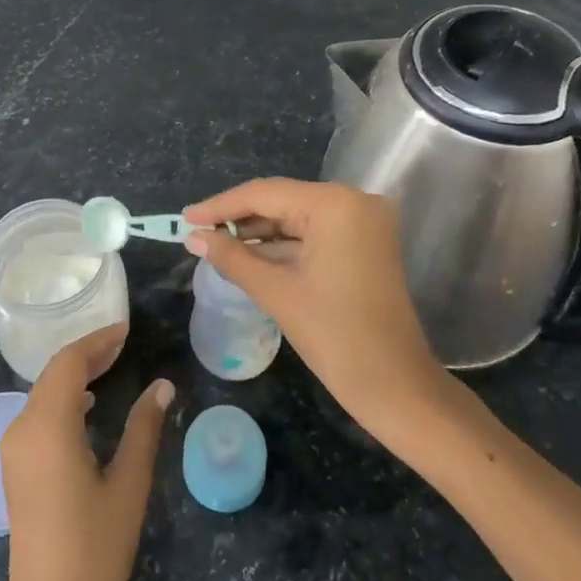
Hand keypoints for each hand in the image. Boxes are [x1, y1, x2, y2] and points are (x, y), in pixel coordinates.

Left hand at [0, 325, 172, 580]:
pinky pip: (37, 417)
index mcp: (47, 426)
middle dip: (87, 355)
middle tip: (123, 344)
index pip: (69, 363)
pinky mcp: (14, 471)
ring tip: (111, 367)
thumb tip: (162, 386)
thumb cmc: (95, 551)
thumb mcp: (128, 486)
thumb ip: (143, 429)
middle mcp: (21, 429)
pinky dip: (61, 400)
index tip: (127, 329)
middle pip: (52, 374)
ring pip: (42, 395)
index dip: (97, 341)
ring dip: (73, 376)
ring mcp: (13, 451)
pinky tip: (86, 408)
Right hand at [184, 179, 448, 438]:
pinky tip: (247, 254)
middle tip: (196, 230)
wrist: (395, 386)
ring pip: (296, 217)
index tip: (184, 218)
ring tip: (214, 243)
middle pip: (282, 201)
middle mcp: (354, 201)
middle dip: (238, 218)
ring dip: (258, 232)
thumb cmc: (335, 335)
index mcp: (335, 204)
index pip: (265, 194)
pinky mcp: (364, 244)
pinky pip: (314, 234)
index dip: (220, 206)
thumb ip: (231, 257)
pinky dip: (282, 245)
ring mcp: (363, 223)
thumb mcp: (276, 292)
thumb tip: (193, 237)